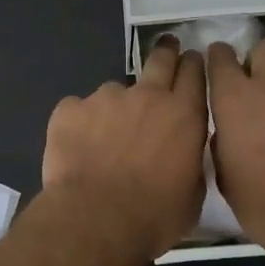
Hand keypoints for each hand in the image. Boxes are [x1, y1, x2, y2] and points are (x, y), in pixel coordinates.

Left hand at [42, 38, 207, 258]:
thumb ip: (189, 161)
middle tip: (167, 46)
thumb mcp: (192, 194)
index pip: (194, 74)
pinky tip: (76, 148)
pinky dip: (80, 124)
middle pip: (159, 60)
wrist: (96, 219)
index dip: (193, 64)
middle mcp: (146, 96)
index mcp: (183, 115)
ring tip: (106, 137)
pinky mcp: (70, 109)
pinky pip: (78, 110)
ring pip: (114, 92)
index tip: (192, 58)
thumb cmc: (154, 216)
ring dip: (115, 107)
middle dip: (166, 52)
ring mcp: (105, 98)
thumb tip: (183, 152)